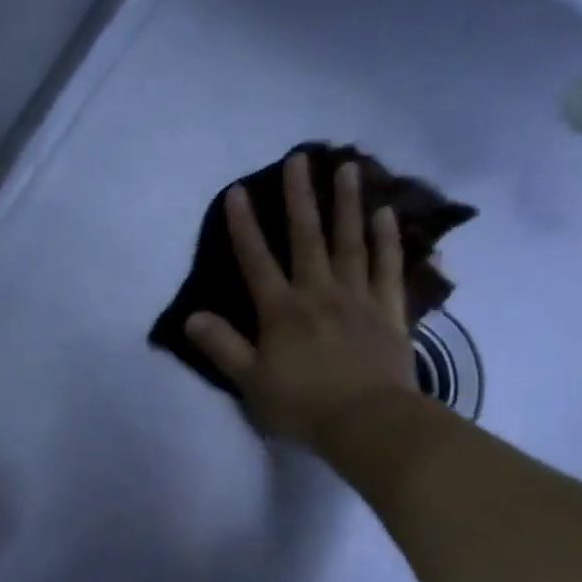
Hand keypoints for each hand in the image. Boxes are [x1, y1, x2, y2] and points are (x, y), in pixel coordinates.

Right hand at [185, 151, 416, 450]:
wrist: (368, 422)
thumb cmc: (302, 405)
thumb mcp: (250, 381)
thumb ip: (222, 347)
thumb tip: (192, 317)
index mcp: (281, 311)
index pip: (256, 261)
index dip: (244, 227)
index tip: (237, 192)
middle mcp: (319, 293)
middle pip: (308, 238)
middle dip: (301, 197)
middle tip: (300, 158)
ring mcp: (358, 298)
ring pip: (351, 242)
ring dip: (347, 204)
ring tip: (349, 167)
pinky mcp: (389, 311)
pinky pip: (388, 268)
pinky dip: (387, 240)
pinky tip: (385, 214)